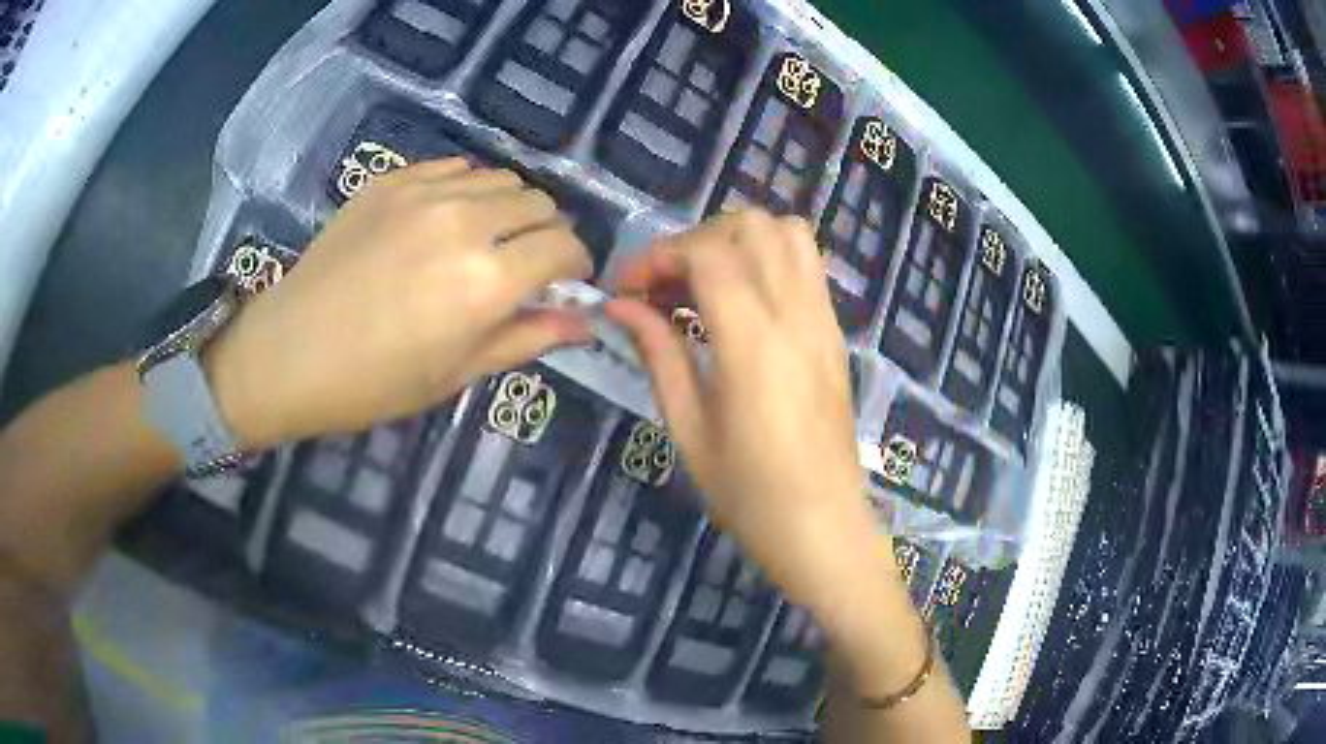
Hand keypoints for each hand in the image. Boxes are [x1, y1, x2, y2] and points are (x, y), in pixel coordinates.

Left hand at [206, 158, 592, 449]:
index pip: (564, 246)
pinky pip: (454, 169)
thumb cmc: (374, 382)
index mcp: (487, 280)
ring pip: (501, 178)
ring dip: (509, 208)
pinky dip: (467, 190)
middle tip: (523, 265)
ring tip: (484, 240)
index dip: (576, 264)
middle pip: (540, 203)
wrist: (290, 352)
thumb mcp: (457, 373)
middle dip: (545, 234)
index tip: (565, 282)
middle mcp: (465, 222)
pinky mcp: (393, 181)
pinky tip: (445, 221)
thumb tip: (583, 322)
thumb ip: (527, 338)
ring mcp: (425, 193)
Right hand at [605, 211, 898, 625]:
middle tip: (664, 285)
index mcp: (754, 343)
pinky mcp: (834, 331)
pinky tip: (740, 299)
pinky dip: (768, 256)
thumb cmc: (749, 493)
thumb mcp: (688, 427)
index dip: (657, 256)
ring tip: (702, 282)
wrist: (823, 525)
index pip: (708, 254)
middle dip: (695, 240)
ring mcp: (824, 319)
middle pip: (750, 226)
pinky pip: (807, 263)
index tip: (624, 288)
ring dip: (736, 240)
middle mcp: (796, 315)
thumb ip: (657, 353)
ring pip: (788, 232)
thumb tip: (619, 306)